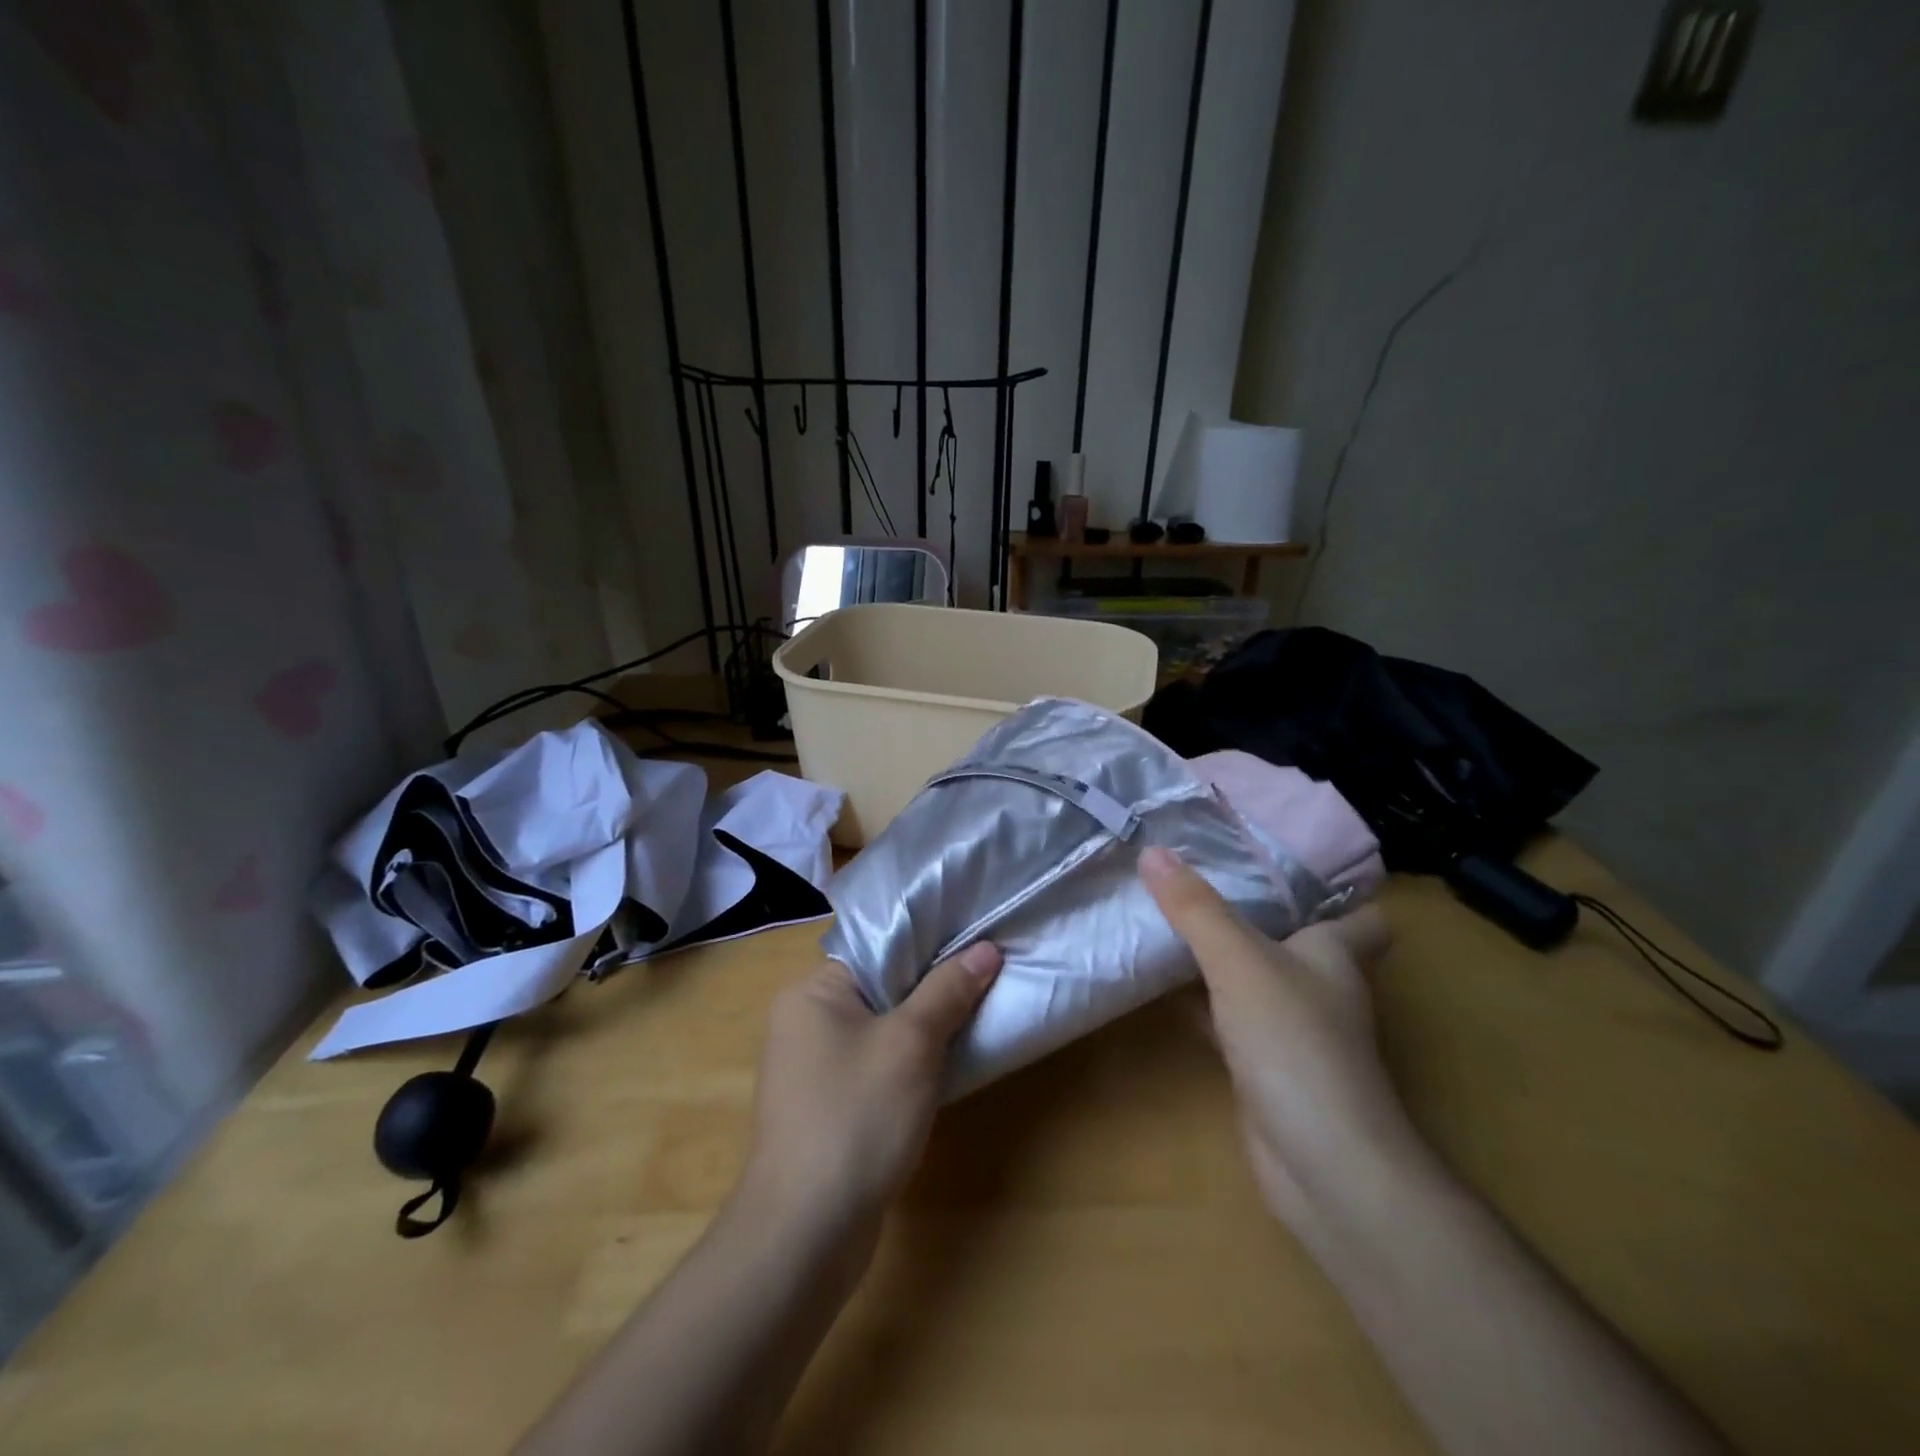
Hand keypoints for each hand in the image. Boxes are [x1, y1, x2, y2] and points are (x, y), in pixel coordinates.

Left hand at [742, 945, 1002, 1232]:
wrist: (807, 1233)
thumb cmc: (857, 1117)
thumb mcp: (911, 1044)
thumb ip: (948, 991)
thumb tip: (986, 948)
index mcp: (811, 991)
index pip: (876, 947)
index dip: (928, 941)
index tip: (976, 940)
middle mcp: (805, 1020)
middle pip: (881, 985)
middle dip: (933, 984)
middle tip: (986, 974)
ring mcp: (813, 1066)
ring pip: (882, 1026)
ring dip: (925, 1025)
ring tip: (978, 1011)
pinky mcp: (828, 1105)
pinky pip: (876, 1063)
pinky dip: (910, 1060)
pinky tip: (949, 1063)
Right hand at [1138, 845, 1406, 1227]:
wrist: (1321, 1165)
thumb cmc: (1295, 1045)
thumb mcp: (1239, 961)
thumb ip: (1195, 908)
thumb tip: (1152, 850)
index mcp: (1333, 954)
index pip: (1360, 915)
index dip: (1334, 889)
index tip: (1279, 858)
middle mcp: (1318, 986)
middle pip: (1292, 938)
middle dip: (1251, 909)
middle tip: (1197, 873)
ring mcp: (1290, 1029)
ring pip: (1251, 976)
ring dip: (1217, 953)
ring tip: (1166, 913)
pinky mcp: (1262, 1065)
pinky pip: (1225, 1016)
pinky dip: (1196, 1001)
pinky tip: (1156, 985)